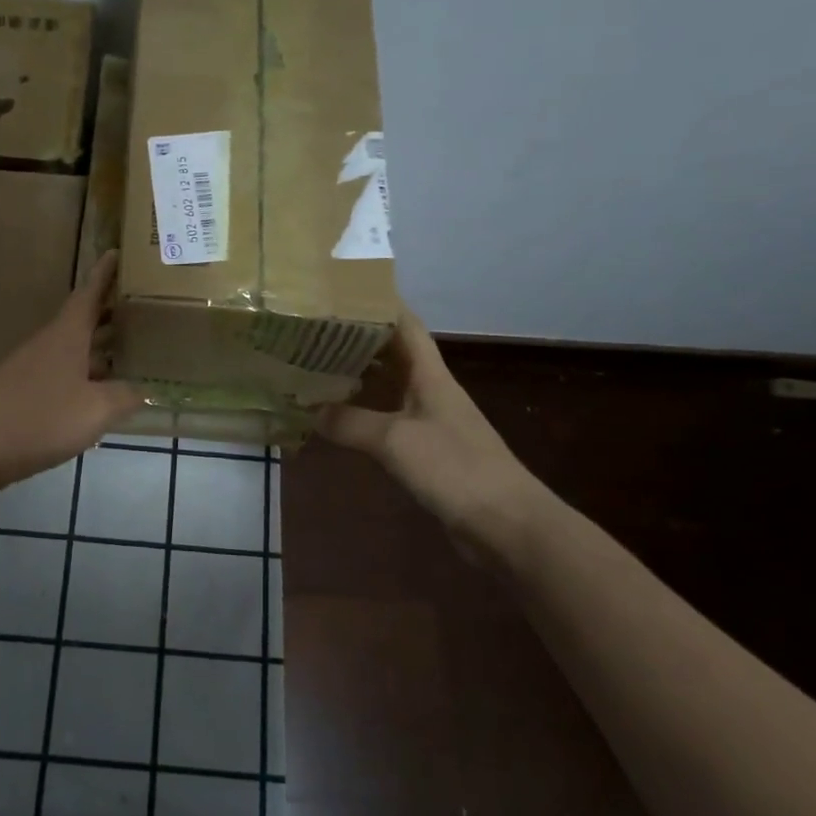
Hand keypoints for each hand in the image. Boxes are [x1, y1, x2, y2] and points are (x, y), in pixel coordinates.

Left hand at [0, 252, 144, 494]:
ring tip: (130, 352)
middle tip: (141, 308)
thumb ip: (124, 396)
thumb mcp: (96, 408)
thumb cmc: (40, 417)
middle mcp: (49, 345)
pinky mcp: (23, 397)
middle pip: (82, 321)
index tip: (117, 252)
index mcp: (67, 335)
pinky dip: (84, 379)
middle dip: (109, 314)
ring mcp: (32, 371)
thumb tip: (144, 389)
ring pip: (73, 352)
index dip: (104, 274)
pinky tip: (98, 396)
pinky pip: (63, 378)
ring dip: (98, 349)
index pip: (89, 294)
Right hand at [317, 313, 553, 557]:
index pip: (405, 325)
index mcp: (430, 375)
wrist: (505, 524)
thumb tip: (310, 411)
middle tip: (315, 330)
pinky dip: (363, 414)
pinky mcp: (427, 451)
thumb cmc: (454, 468)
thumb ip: (350, 423)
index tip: (342, 291)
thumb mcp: (394, 440)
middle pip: (393, 353)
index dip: (378, 304)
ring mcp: (430, 421)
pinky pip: (388, 420)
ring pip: (389, 387)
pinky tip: (338, 418)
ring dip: (359, 377)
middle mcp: (430, 391)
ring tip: (317, 366)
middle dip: (358, 339)